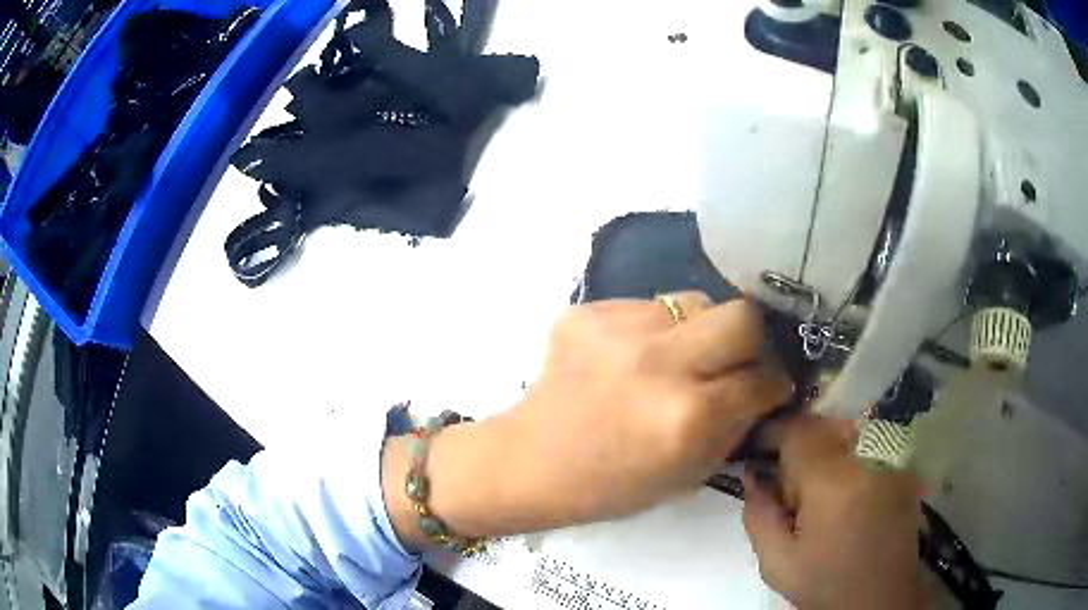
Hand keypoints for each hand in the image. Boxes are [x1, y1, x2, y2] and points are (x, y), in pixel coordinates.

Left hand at [383, 294, 790, 549]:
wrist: (530, 461)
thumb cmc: (609, 486)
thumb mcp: (688, 475)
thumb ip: (733, 427)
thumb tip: (760, 390)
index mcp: (687, 417)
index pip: (762, 378)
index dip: (773, 384)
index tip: (769, 387)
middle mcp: (660, 362)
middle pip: (742, 315)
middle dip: (752, 340)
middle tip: (736, 361)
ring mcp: (620, 329)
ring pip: (694, 302)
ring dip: (699, 332)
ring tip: (677, 359)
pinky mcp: (588, 311)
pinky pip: (648, 306)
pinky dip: (655, 330)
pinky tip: (632, 358)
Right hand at [744, 416, 927, 609]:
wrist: (879, 597)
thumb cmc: (826, 583)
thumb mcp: (777, 563)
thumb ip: (758, 515)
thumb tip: (754, 474)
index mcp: (832, 481)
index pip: (797, 431)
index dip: (773, 435)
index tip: (759, 456)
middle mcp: (867, 457)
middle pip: (824, 425)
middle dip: (800, 445)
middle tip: (790, 486)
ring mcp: (892, 458)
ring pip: (848, 431)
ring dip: (826, 450)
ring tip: (820, 492)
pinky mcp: (904, 466)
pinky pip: (870, 443)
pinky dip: (851, 457)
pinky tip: (847, 492)